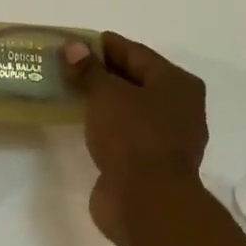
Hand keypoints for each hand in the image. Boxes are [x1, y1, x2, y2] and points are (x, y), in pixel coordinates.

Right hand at [64, 31, 207, 245]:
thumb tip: (72, 47)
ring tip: (70, 93)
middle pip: (135, 80)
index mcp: (177, 83)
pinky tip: (83, 124)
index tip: (75, 43)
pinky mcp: (151, 164)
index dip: (104, 46)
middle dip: (102, 73)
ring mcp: (166, 138)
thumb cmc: (133, 137)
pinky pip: (125, 134)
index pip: (135, 53)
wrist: (148, 202)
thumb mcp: (106, 95)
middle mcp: (179, 107)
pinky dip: (106, 126)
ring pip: (130, 109)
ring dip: (103, 102)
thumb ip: (88, 70)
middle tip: (67, 67)